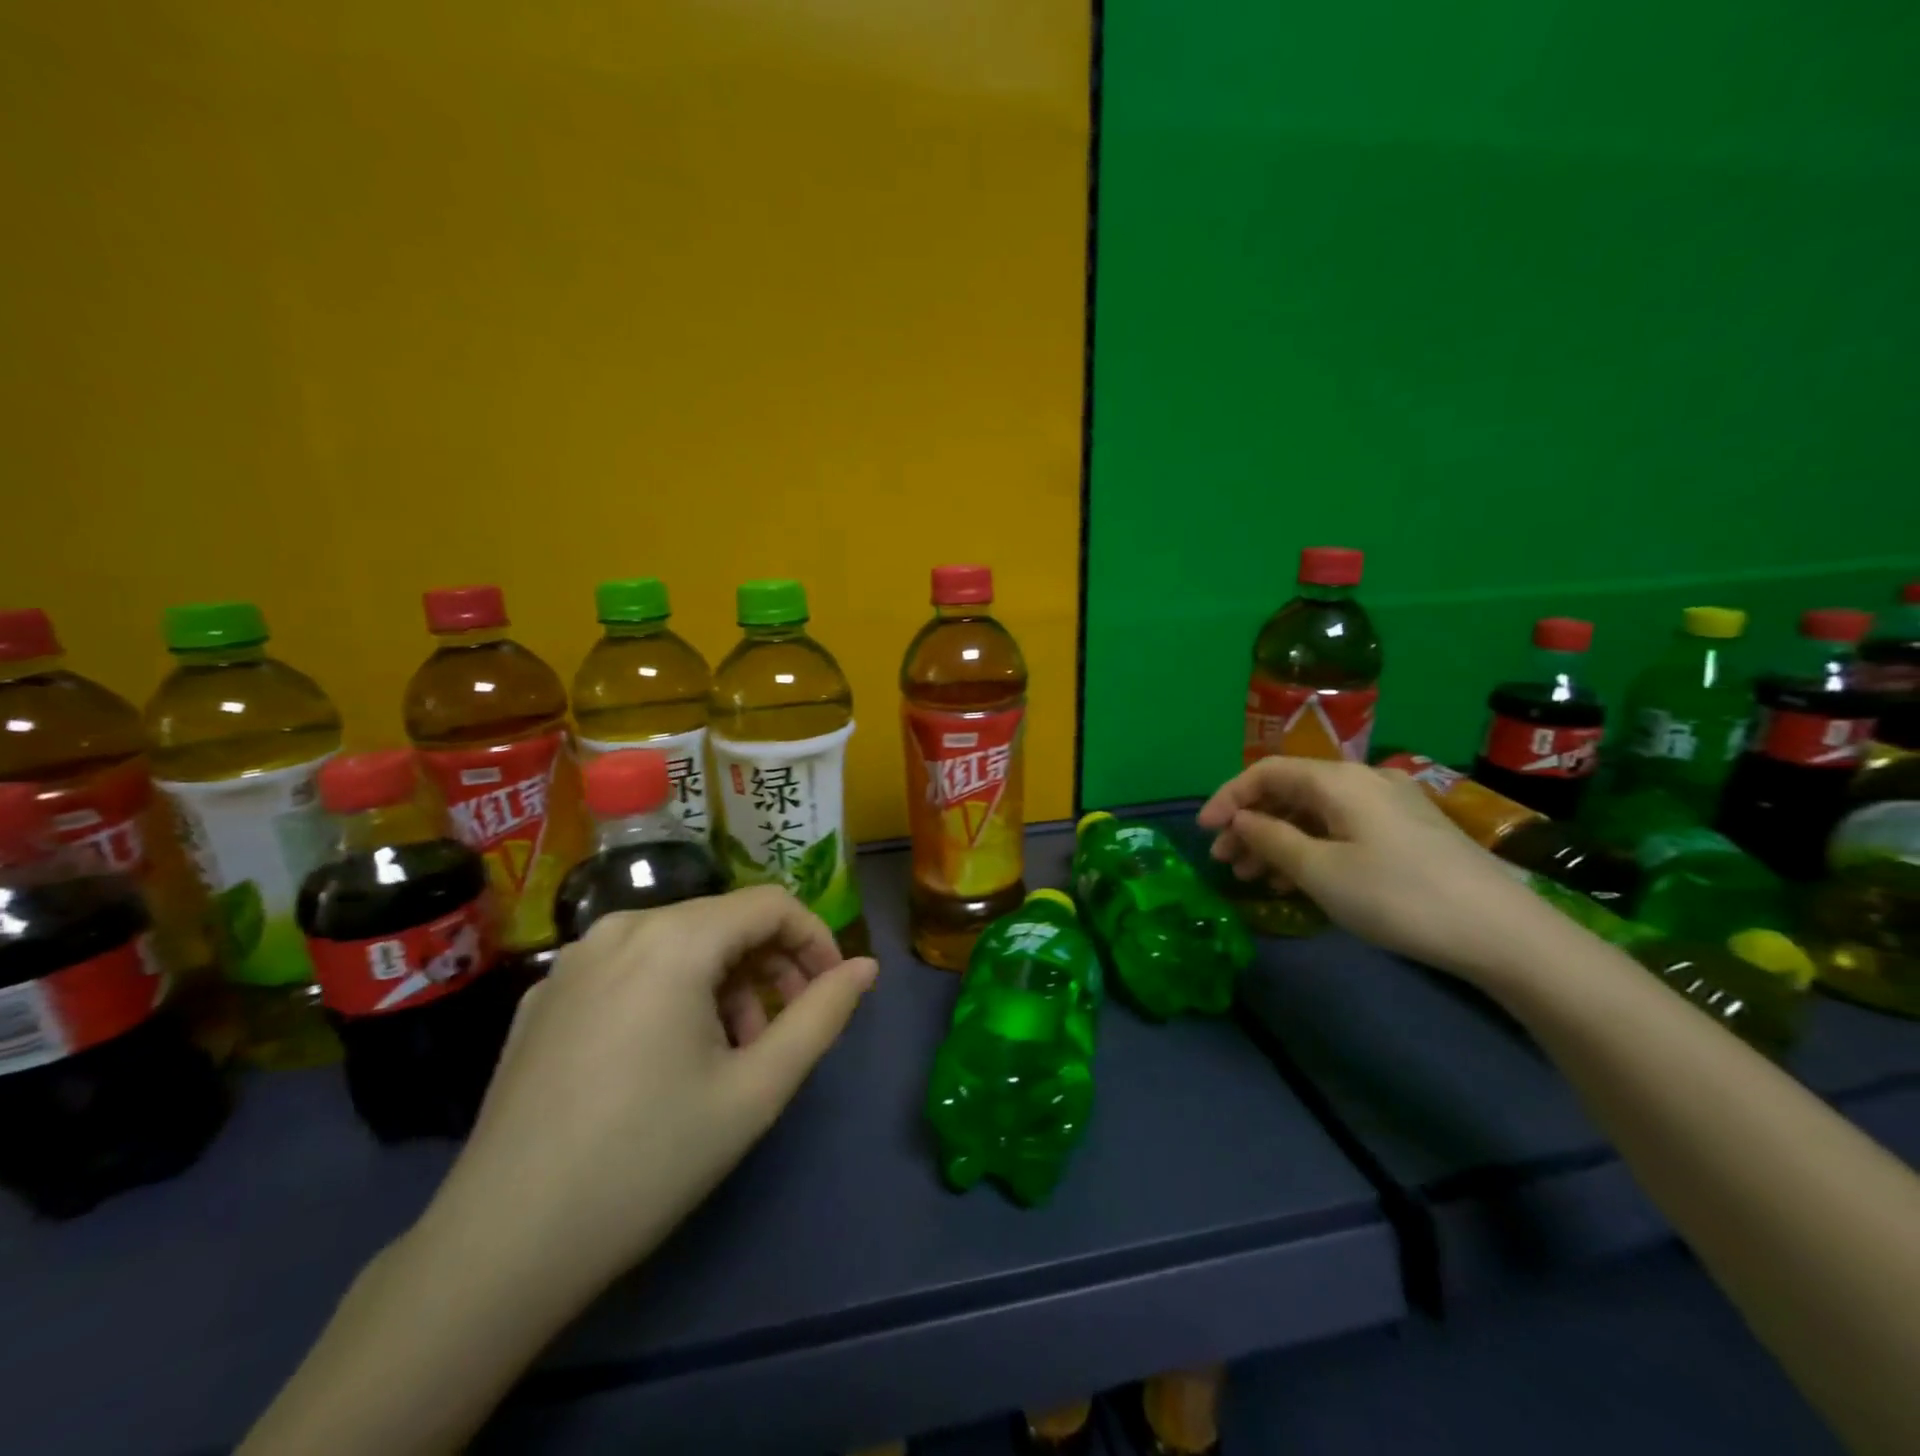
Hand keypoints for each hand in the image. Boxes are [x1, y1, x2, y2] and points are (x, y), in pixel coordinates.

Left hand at [424, 885, 877, 1300]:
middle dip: (770, 967)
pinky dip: (671, 992)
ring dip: (724, 984)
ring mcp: (573, 959)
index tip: (833, 992)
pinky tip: (666, 1059)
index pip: (771, 904)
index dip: (815, 940)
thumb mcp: (756, 1089)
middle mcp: (620, 927)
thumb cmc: (648, 1159)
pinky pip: (631, 967)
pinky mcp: (545, 996)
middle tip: (784, 1032)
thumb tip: (866, 967)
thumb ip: (822, 1015)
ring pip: (678, 943)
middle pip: (723, 921)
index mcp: (673, 938)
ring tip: (730, 1054)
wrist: (501, 1246)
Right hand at [1197, 757, 1559, 978]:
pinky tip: (1299, 881)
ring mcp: (1390, 806)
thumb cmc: (1398, 896)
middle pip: (1290, 792)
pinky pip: (1342, 829)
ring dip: (1279, 840)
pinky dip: (1312, 848)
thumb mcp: (1321, 871)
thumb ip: (1271, 839)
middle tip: (1227, 862)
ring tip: (1255, 878)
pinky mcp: (1408, 832)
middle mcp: (1363, 781)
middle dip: (1251, 824)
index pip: (1266, 772)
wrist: (1502, 932)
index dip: (1228, 797)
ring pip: (1315, 813)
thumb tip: (1240, 820)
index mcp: (1338, 781)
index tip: (1205, 831)